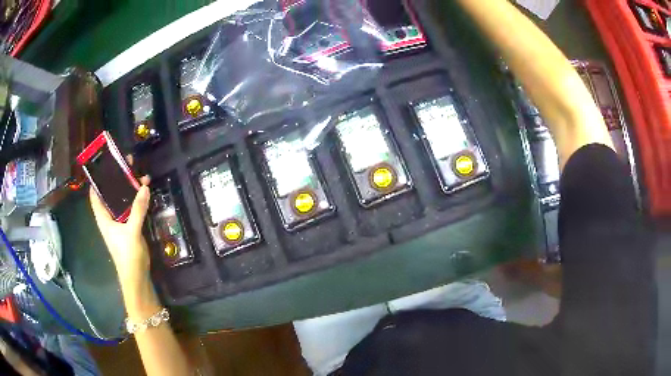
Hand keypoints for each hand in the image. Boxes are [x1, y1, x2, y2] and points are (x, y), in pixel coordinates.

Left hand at [89, 174, 151, 290]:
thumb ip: (138, 209)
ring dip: (130, 189)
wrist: (137, 277)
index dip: (98, 180)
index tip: (105, 163)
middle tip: (128, 164)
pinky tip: (144, 193)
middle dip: (118, 180)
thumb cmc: (127, 255)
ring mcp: (120, 223)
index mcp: (103, 218)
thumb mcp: (132, 231)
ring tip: (140, 175)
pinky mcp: (130, 228)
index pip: (95, 195)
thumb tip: (144, 186)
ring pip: (122, 201)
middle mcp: (110, 218)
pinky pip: (131, 209)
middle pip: (111, 194)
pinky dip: (136, 200)